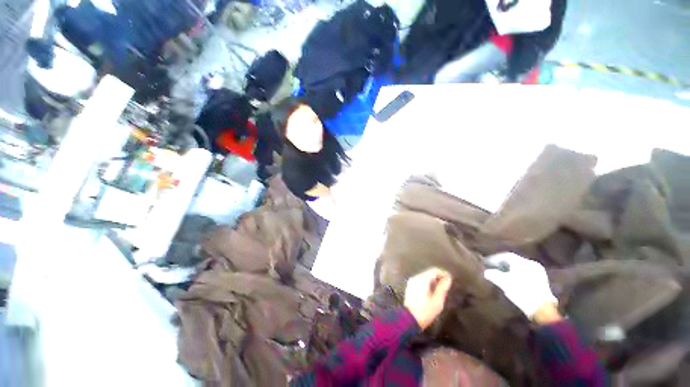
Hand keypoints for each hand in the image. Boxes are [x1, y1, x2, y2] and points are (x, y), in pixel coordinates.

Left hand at [404, 268, 452, 329]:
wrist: (409, 319)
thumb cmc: (425, 311)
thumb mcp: (437, 301)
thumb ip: (443, 288)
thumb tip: (448, 279)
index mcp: (422, 279)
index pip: (434, 271)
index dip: (443, 273)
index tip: (451, 279)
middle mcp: (416, 277)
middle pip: (429, 273)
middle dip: (438, 277)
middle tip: (447, 285)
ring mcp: (412, 281)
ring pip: (425, 276)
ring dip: (433, 280)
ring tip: (441, 288)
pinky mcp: (410, 286)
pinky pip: (420, 281)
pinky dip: (427, 283)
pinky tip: (432, 291)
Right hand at [484, 253, 557, 319]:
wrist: (541, 309)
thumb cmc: (521, 292)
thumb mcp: (503, 283)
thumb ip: (493, 275)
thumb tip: (486, 272)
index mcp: (523, 262)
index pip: (506, 255)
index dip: (495, 258)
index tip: (487, 263)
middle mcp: (532, 264)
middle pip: (514, 261)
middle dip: (502, 264)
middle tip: (493, 268)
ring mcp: (539, 272)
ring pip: (521, 267)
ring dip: (511, 270)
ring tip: (502, 275)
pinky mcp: (543, 281)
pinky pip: (527, 273)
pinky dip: (518, 275)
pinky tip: (513, 281)